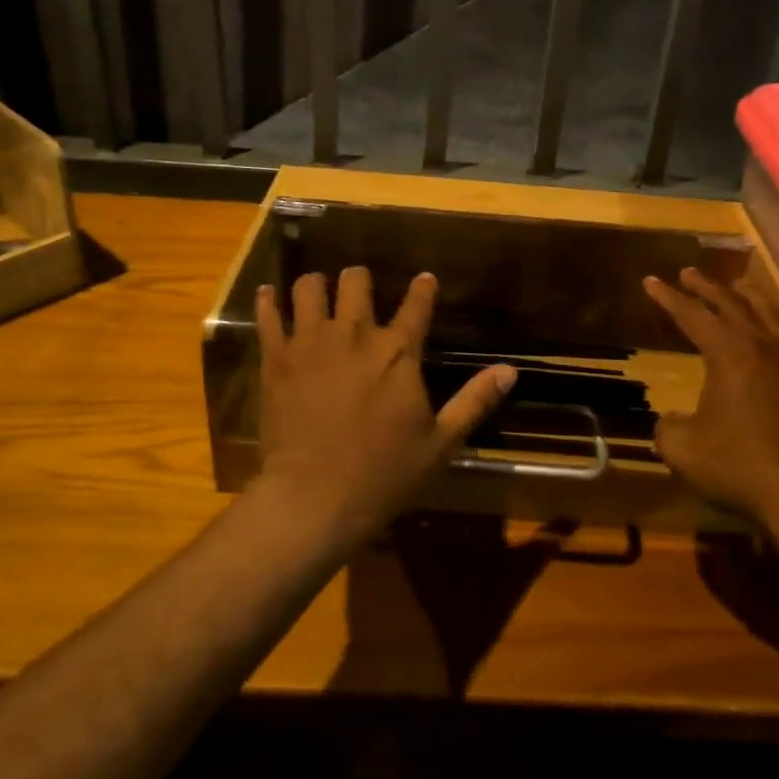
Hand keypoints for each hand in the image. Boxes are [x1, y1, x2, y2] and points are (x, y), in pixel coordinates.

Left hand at [254, 268, 514, 546]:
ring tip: (317, 292)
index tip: (424, 279)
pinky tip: (268, 295)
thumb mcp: (441, 442)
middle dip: (359, 279)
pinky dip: (268, 302)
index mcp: (398, 351)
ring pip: (310, 287)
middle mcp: (354, 333)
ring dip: (316, 285)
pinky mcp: (276, 358)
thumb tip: (510, 371)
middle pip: (355, 281)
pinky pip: (268, 315)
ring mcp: (311, 341)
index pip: (417, 304)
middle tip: (359, 288)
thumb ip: (475, 401)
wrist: (314, 499)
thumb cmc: (384, 474)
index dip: (423, 288)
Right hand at [643, 267, 778, 524]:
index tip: (651, 281)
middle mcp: (765, 344)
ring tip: (738, 286)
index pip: (691, 315)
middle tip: (689, 273)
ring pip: (773, 313)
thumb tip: (673, 419)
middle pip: (731, 305)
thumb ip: (668, 425)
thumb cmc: (740, 469)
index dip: (667, 298)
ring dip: (751, 296)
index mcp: (727, 354)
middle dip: (706, 287)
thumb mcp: (681, 449)